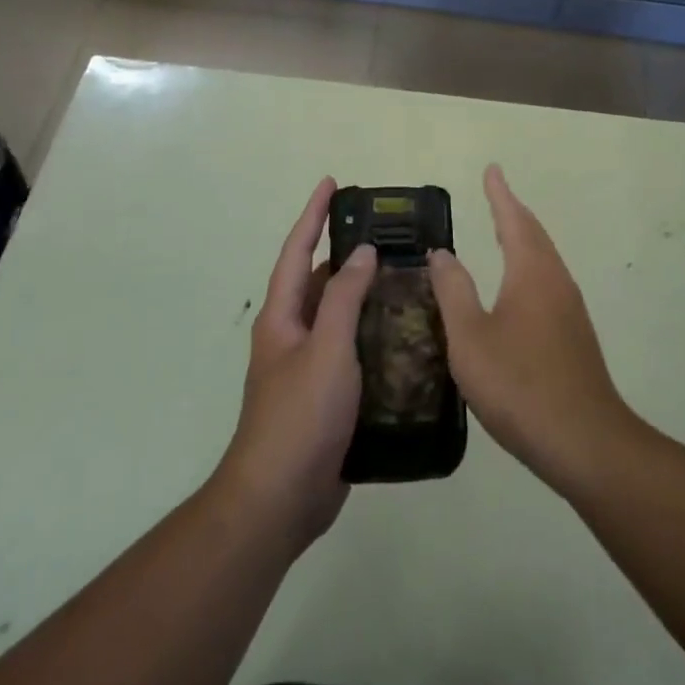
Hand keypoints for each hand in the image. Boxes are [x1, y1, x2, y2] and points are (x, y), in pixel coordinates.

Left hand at [213, 178, 376, 554]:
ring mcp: (308, 367)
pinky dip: (373, 332)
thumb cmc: (299, 416)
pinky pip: (351, 349)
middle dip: (346, 253)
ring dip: (364, 294)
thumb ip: (344, 298)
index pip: (297, 250)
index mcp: (282, 317)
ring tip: (405, 276)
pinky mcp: (327, 396)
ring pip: (338, 316)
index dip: (313, 215)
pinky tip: (404, 334)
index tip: (332, 183)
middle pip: (318, 281)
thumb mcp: (326, 349)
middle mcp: (292, 334)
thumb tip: (363, 253)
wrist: (279, 501)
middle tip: (387, 234)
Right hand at [430, 166, 634, 493]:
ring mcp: (570, 309)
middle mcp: (556, 281)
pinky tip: (518, 289)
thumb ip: (454, 292)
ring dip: (524, 238)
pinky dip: (529, 266)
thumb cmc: (520, 385)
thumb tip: (443, 253)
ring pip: (544, 259)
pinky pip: (548, 282)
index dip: (500, 195)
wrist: (584, 442)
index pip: (514, 220)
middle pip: (534, 234)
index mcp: (531, 273)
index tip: (492, 169)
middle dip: (513, 211)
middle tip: (495, 193)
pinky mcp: (574, 335)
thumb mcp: (470, 338)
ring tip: (504, 231)